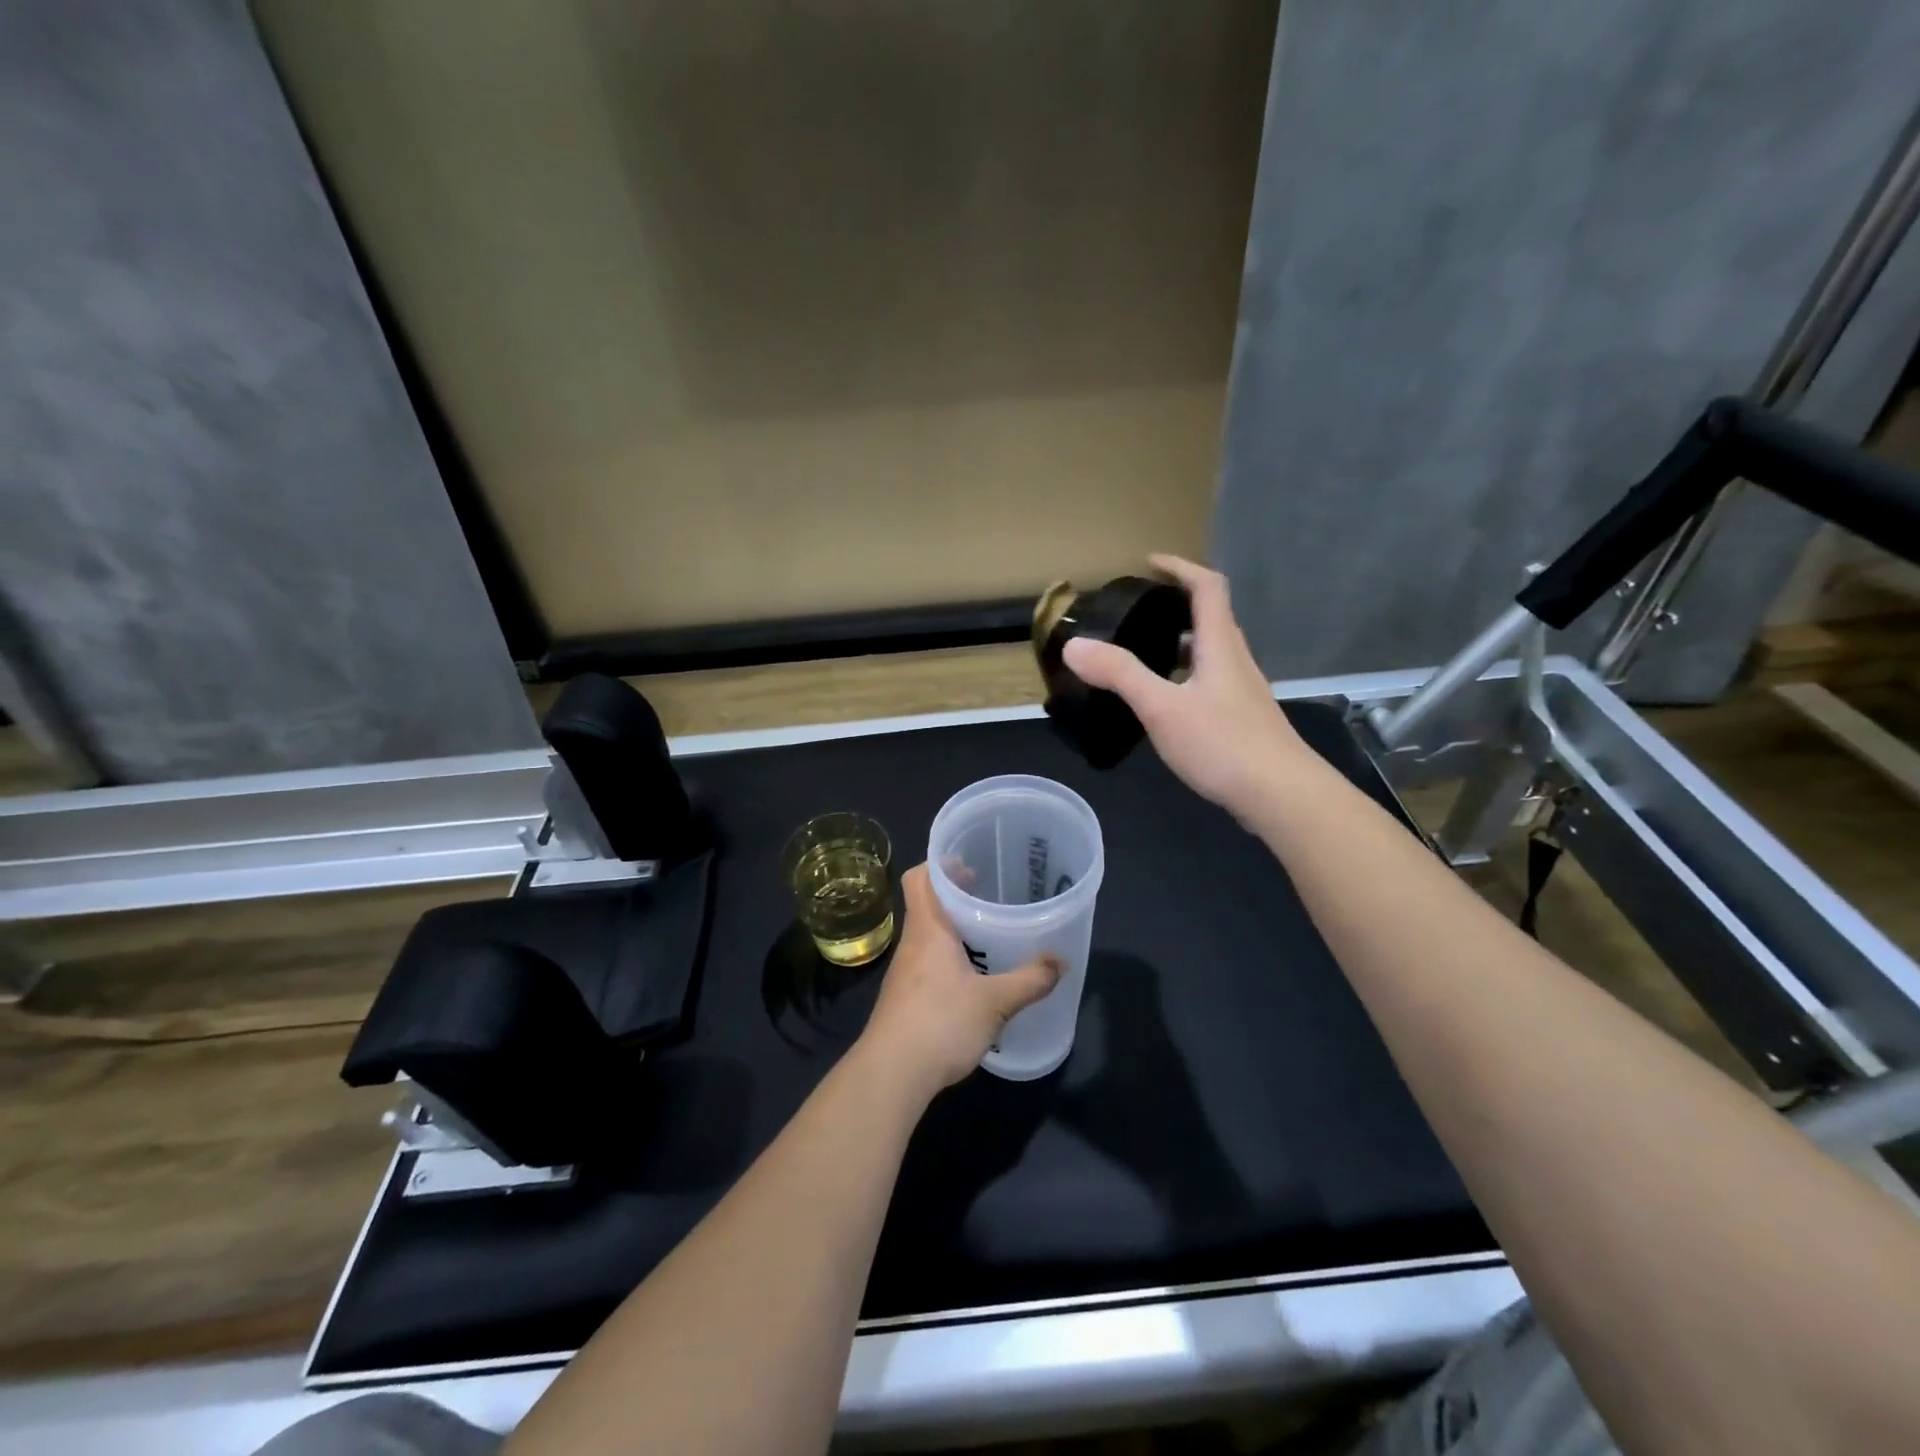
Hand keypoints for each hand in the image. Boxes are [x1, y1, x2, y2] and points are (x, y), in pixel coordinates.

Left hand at [858, 865, 1061, 1098]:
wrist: (892, 1074)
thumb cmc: (941, 1023)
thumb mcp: (995, 1002)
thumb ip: (1029, 980)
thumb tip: (1061, 962)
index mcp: (928, 929)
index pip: (919, 878)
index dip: (941, 865)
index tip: (969, 864)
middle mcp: (912, 943)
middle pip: (925, 903)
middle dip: (954, 896)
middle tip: (988, 896)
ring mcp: (904, 971)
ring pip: (927, 934)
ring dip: (951, 928)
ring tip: (986, 934)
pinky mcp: (904, 997)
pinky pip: (926, 961)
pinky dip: (947, 957)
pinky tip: (972, 977)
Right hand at [1063, 554, 1308, 820]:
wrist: (1282, 796)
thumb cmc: (1223, 744)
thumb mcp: (1162, 707)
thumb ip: (1119, 674)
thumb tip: (1074, 645)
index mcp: (1220, 646)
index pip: (1207, 587)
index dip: (1180, 567)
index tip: (1149, 563)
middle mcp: (1236, 661)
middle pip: (1211, 618)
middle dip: (1176, 605)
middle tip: (1137, 611)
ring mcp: (1242, 692)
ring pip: (1210, 653)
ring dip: (1179, 642)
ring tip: (1142, 652)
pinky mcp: (1242, 720)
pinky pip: (1210, 682)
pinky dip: (1185, 675)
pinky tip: (1165, 702)